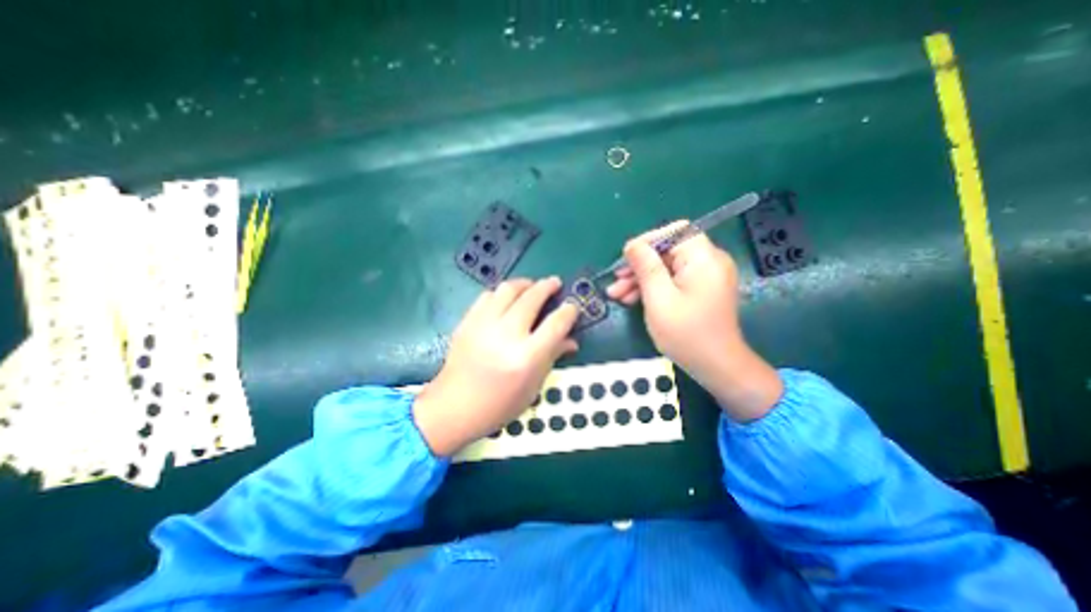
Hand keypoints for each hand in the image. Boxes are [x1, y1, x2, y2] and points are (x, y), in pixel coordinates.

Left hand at [414, 278, 579, 454]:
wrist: (453, 407)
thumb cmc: (499, 405)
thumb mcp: (533, 386)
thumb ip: (552, 357)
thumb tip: (571, 340)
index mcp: (526, 357)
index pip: (556, 324)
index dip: (568, 311)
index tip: (572, 307)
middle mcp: (506, 335)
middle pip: (532, 298)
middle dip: (547, 286)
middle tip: (554, 284)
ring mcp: (484, 325)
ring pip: (508, 289)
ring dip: (525, 284)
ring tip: (532, 287)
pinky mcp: (468, 322)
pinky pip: (488, 296)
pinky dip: (502, 293)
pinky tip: (507, 300)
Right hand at [610, 222, 779, 419]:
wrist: (717, 367)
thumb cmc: (687, 334)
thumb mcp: (659, 299)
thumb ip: (646, 267)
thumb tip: (632, 244)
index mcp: (704, 258)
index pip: (675, 232)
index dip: (647, 241)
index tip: (626, 258)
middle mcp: (708, 262)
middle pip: (667, 251)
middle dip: (639, 265)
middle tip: (616, 282)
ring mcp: (705, 276)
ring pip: (666, 267)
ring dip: (641, 279)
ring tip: (617, 295)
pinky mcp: (699, 289)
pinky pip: (672, 280)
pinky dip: (653, 287)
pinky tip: (632, 300)